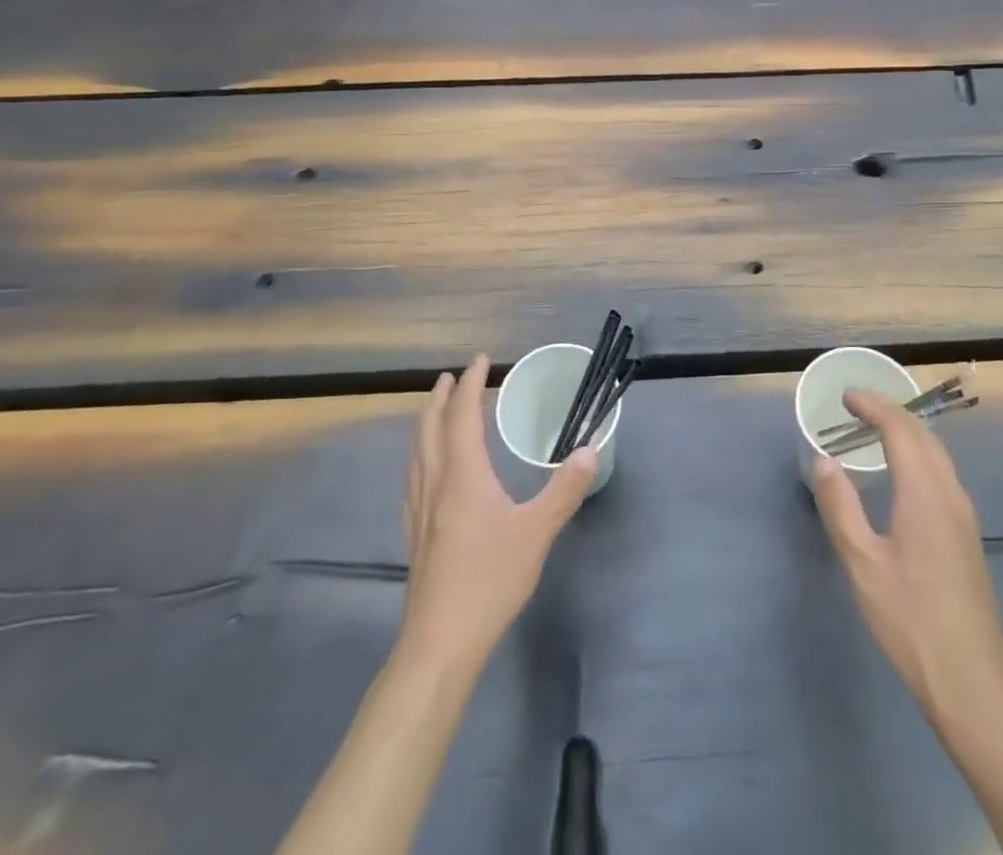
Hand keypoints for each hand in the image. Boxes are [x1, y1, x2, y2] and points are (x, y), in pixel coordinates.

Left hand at [398, 354, 596, 668]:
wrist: (439, 644)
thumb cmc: (489, 581)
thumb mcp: (536, 533)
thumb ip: (563, 490)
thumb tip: (589, 450)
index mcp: (462, 476)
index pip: (462, 416)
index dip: (470, 384)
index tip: (479, 359)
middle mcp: (435, 484)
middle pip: (430, 429)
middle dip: (441, 398)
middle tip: (452, 377)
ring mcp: (419, 511)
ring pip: (416, 453)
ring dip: (426, 424)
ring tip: (436, 412)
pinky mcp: (414, 535)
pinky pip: (413, 477)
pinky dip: (420, 455)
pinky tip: (426, 471)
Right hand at [812, 388, 1002, 723]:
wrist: (971, 680)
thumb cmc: (910, 619)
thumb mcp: (862, 563)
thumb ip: (840, 507)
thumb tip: (824, 461)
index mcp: (925, 492)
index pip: (900, 428)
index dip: (873, 405)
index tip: (845, 396)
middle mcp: (949, 492)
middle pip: (923, 434)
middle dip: (890, 410)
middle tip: (855, 405)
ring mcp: (963, 514)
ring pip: (937, 452)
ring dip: (906, 430)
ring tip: (875, 428)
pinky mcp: (966, 534)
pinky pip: (941, 472)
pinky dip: (918, 453)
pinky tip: (902, 471)